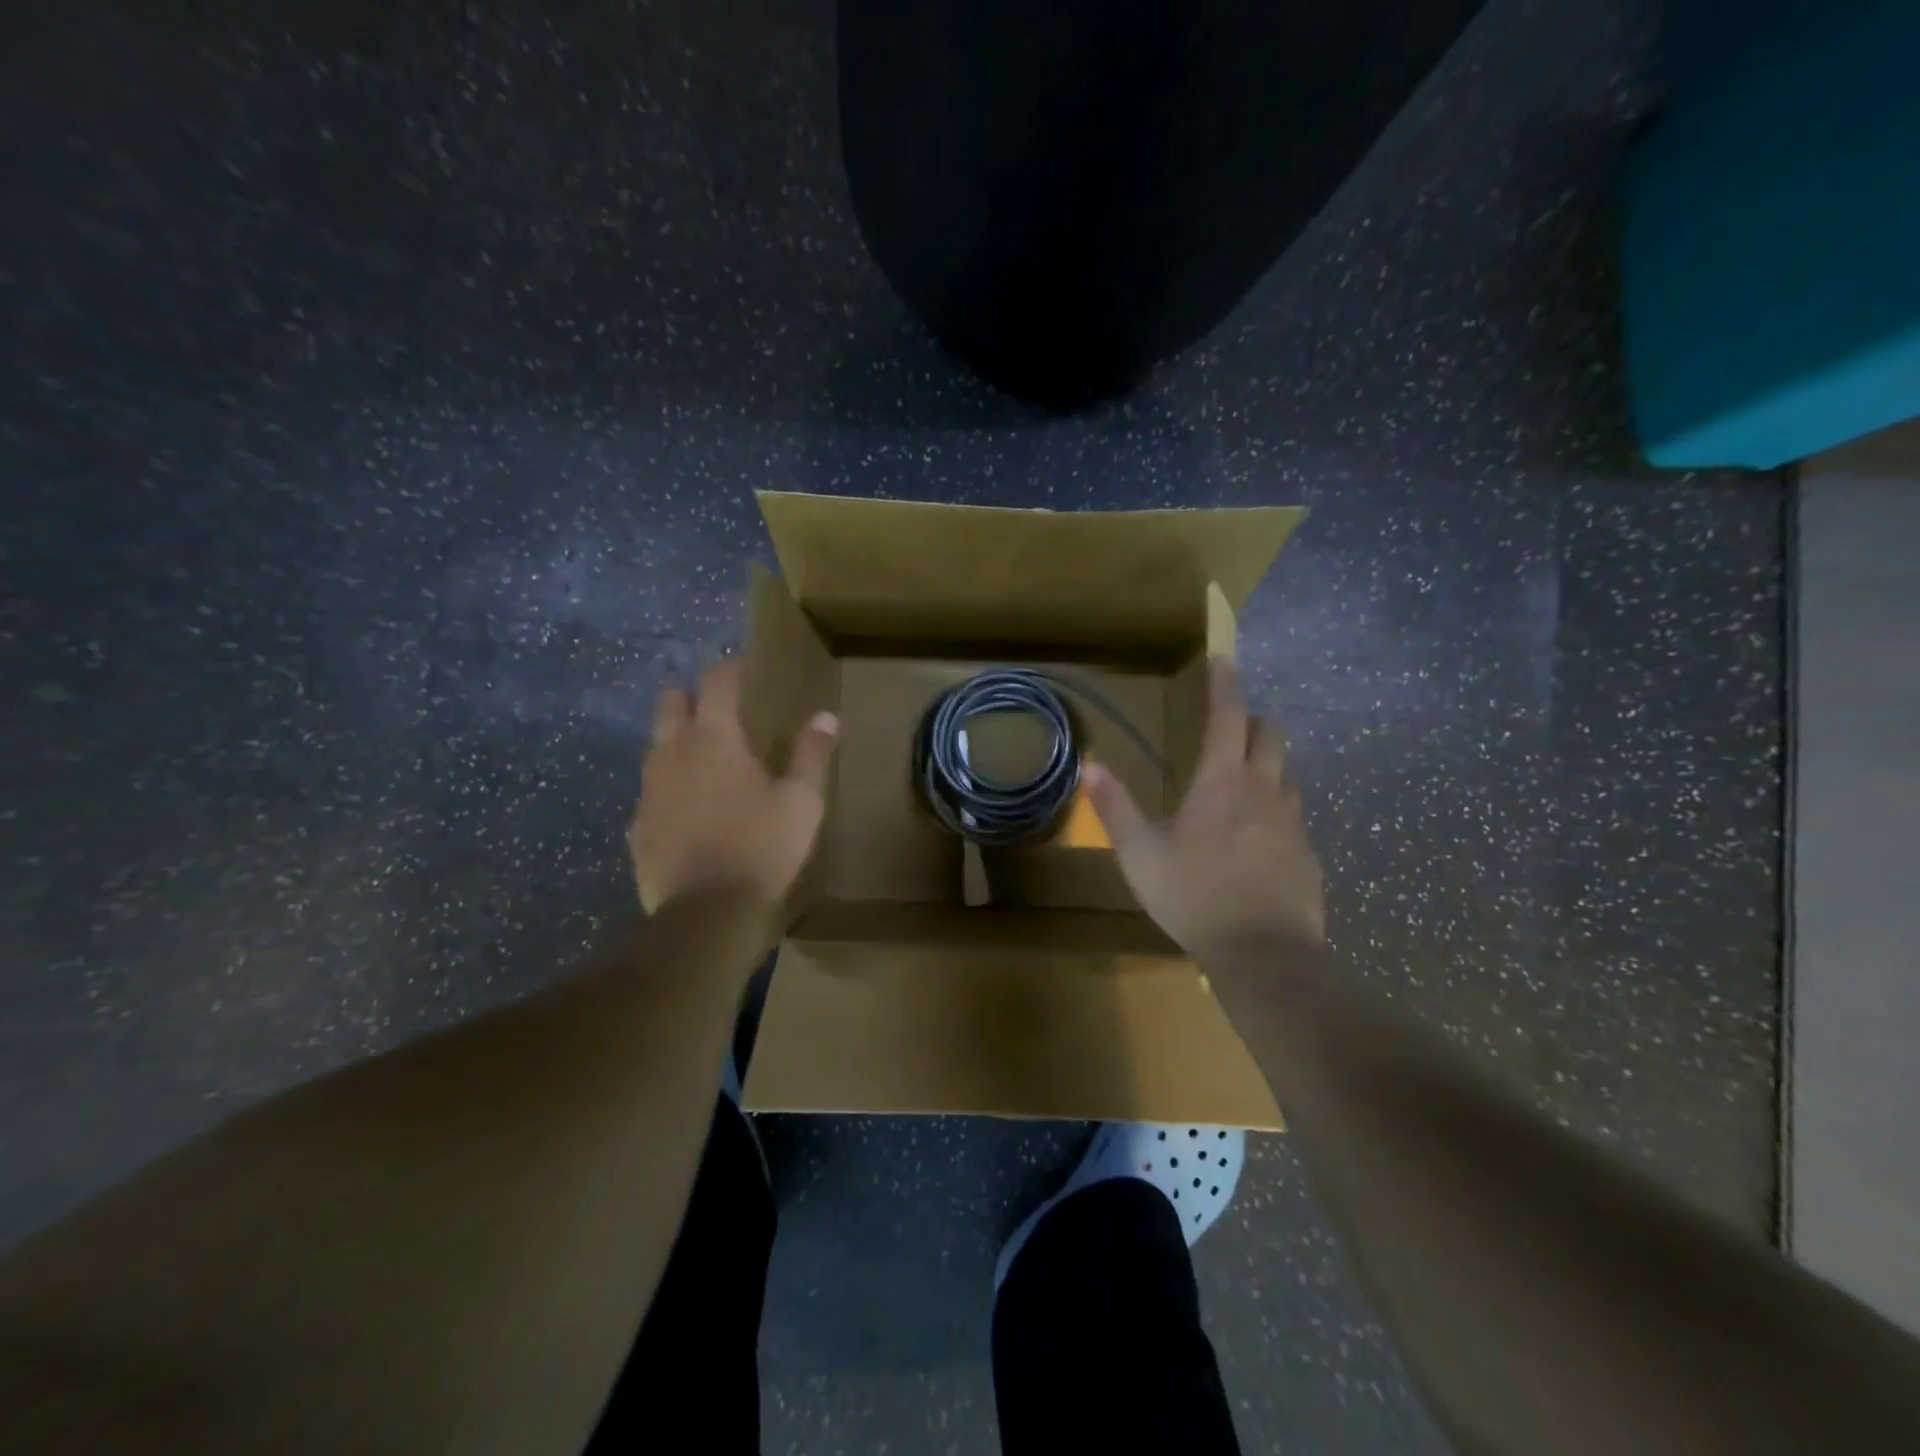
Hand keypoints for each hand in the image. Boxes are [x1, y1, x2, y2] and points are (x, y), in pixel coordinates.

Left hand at [629, 660, 838, 913]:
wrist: (707, 913)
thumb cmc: (762, 848)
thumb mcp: (802, 802)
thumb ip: (812, 755)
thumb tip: (826, 717)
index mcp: (715, 739)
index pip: (717, 682)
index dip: (732, 667)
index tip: (746, 664)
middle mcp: (673, 753)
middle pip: (671, 702)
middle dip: (693, 694)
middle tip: (720, 706)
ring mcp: (648, 789)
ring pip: (656, 745)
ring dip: (677, 739)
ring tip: (706, 757)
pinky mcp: (637, 825)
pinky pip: (651, 790)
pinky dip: (669, 786)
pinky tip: (689, 809)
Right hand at [1084, 657, 1323, 956]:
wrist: (1265, 954)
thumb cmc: (1193, 895)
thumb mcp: (1140, 853)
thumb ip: (1116, 806)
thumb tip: (1090, 764)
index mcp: (1221, 782)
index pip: (1227, 716)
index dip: (1225, 684)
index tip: (1223, 658)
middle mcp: (1264, 790)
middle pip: (1269, 735)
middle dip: (1251, 721)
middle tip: (1230, 728)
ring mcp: (1292, 822)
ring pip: (1286, 773)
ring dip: (1267, 764)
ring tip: (1243, 782)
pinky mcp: (1308, 854)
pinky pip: (1294, 815)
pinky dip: (1276, 809)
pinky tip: (1258, 837)